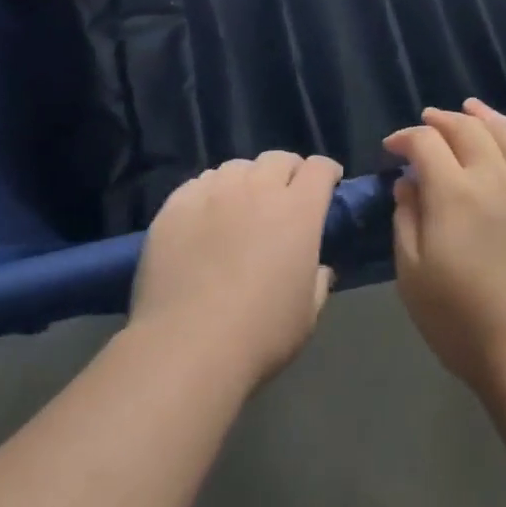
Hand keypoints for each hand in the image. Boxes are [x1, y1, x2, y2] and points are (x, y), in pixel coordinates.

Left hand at [129, 151, 343, 390]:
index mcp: (298, 210)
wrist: (187, 347)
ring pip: (237, 167)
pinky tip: (205, 217)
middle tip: (285, 196)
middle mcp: (258, 188)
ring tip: (241, 205)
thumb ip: (319, 280)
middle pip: (278, 159)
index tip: (328, 185)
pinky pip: (199, 184)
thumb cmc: (259, 334)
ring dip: (247, 180)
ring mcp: (214, 192)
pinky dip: (210, 193)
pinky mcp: (177, 204)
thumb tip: (318, 267)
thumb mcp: (307, 314)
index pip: (319, 168)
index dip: (327, 173)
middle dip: (288, 172)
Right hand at [387, 100, 505, 393]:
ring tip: (471, 108)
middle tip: (427, 123)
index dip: (405, 138)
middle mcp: (493, 177)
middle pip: (467, 129)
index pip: (425, 143)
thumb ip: (406, 220)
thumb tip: (408, 184)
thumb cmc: (462, 320)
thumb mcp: (413, 275)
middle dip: (442, 120)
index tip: (392, 150)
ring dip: (485, 115)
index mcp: (453, 192)